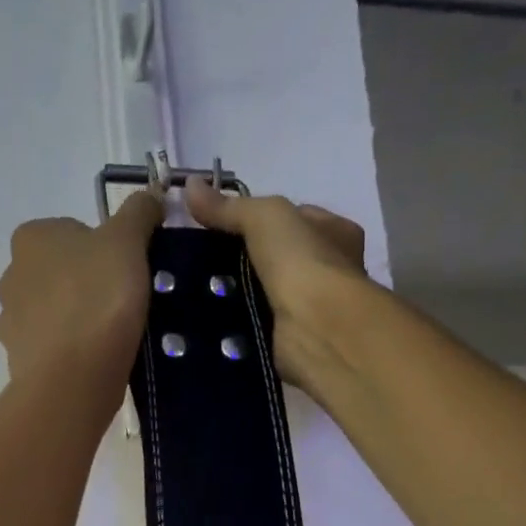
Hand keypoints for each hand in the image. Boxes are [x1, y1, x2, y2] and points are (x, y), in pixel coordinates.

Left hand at [0, 191, 163, 388]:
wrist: (73, 376)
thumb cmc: (99, 297)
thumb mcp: (128, 241)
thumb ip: (139, 212)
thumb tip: (150, 196)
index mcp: (30, 237)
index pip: (73, 231)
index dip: (106, 248)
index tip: (127, 270)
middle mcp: (11, 275)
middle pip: (62, 272)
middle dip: (89, 283)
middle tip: (124, 301)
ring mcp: (11, 321)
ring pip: (55, 310)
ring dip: (79, 317)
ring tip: (113, 334)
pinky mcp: (19, 360)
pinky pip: (53, 346)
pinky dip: (72, 349)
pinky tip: (95, 359)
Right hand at [182, 177, 372, 389]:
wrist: (317, 328)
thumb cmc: (303, 261)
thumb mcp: (264, 217)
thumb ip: (229, 206)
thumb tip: (190, 186)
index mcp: (336, 232)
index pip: (293, 218)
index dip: (258, 219)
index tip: (219, 227)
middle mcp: (330, 269)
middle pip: (276, 257)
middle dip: (243, 259)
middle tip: (202, 262)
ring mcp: (312, 307)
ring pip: (265, 293)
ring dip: (237, 294)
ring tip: (196, 290)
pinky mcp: (293, 339)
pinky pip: (257, 325)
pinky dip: (237, 324)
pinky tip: (208, 321)